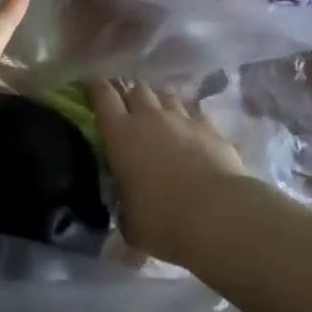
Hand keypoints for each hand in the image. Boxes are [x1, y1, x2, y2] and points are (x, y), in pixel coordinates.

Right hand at [93, 81, 250, 263]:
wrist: (218, 216)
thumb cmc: (164, 220)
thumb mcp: (131, 223)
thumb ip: (124, 207)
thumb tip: (125, 208)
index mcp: (121, 134)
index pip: (102, 94)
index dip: (96, 88)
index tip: (93, 89)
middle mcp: (148, 116)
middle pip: (136, 87)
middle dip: (131, 95)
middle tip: (130, 111)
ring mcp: (181, 117)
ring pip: (165, 93)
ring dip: (159, 101)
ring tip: (160, 117)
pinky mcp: (209, 126)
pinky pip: (193, 109)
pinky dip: (187, 115)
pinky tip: (189, 129)